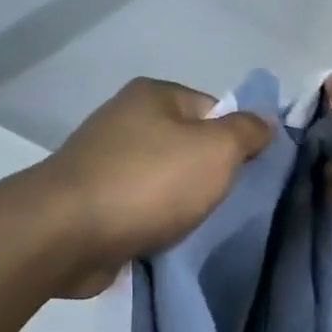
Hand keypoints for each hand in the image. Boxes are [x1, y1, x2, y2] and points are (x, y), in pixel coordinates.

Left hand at [26, 78, 271, 295]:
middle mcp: (126, 118)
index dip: (237, 140)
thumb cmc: (150, 183)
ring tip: (191, 223)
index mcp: (155, 94)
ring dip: (181, 201)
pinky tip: (161, 236)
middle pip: (190, 144)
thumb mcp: (217, 151)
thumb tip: (265, 119)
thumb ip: (247, 132)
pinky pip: (140, 204)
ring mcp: (104, 158)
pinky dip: (154, 219)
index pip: (215, 109)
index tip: (245, 173)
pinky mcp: (91, 197)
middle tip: (222, 201)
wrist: (66, 234)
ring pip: (165, 177)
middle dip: (209, 174)